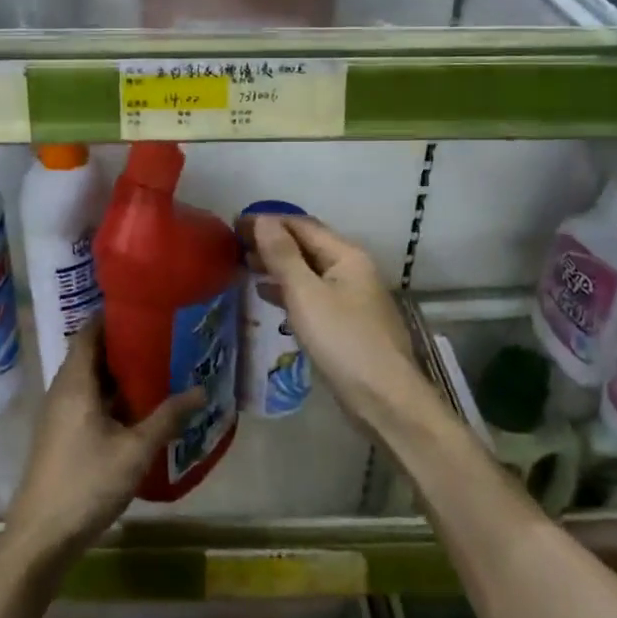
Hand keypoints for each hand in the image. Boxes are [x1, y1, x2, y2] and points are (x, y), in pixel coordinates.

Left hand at [0, 323, 201, 571]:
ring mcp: (60, 414)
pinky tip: (141, 407)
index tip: (146, 308)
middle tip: (164, 337)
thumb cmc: (87, 483)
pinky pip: (89, 401)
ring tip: (160, 367)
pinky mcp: (62, 435)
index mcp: (75, 382)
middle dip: (125, 344)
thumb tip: (201, 390)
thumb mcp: (135, 450)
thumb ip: (167, 418)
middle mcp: (63, 390)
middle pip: (92, 354)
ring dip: (120, 373)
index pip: (89, 332)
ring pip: (92, 380)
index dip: (113, 316)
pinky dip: (113, 396)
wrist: (42, 535)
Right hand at [245, 213, 428, 434]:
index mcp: (347, 256)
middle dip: (271, 242)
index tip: (233, 224)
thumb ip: (283, 256)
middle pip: (307, 246)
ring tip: (244, 264)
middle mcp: (352, 270)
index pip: (302, 226)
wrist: (383, 398)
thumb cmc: (343, 340)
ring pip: (308, 271)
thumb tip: (262, 220)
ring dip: (277, 265)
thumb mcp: (306, 294)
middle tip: (234, 244)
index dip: (268, 221)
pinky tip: (266, 295)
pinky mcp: (345, 323)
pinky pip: (311, 295)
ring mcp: (350, 297)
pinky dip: (288, 290)